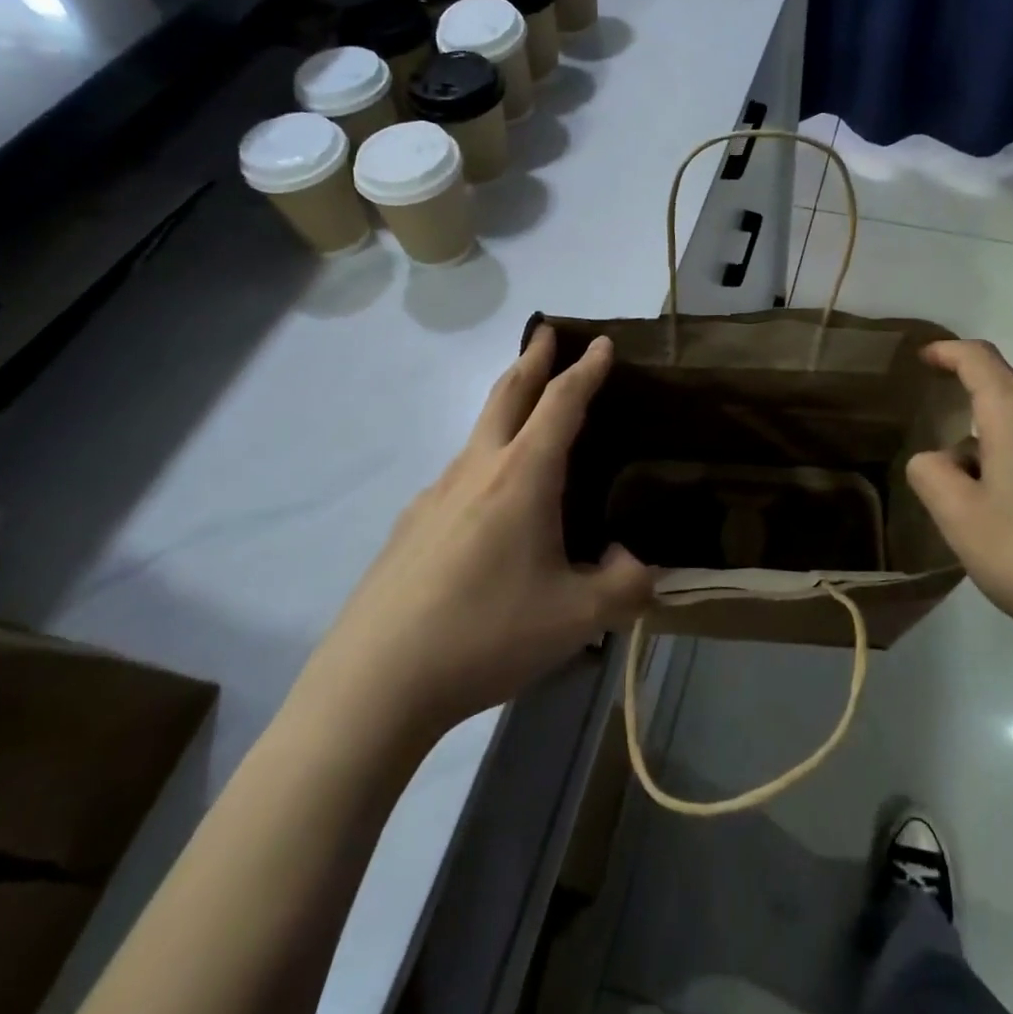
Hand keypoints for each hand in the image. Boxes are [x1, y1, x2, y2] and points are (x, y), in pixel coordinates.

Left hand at [335, 326, 654, 731]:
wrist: (376, 680)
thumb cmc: (486, 634)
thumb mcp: (577, 618)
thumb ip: (625, 585)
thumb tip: (636, 563)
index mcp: (521, 478)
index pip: (561, 405)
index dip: (586, 371)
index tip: (602, 343)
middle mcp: (476, 470)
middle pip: (507, 395)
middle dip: (532, 360)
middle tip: (546, 333)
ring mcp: (434, 495)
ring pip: (478, 433)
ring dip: (506, 407)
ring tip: (527, 417)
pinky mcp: (410, 526)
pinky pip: (457, 477)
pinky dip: (484, 462)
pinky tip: (487, 506)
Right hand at [905, 340, 1012, 668]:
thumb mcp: (960, 520)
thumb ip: (931, 475)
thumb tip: (937, 458)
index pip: (978, 359)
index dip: (948, 352)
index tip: (927, 358)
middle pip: (1011, 392)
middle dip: (975, 414)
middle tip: (953, 466)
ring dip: (1010, 445)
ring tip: (997, 502)